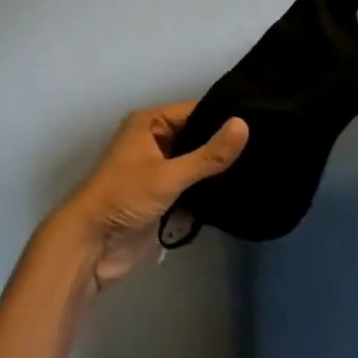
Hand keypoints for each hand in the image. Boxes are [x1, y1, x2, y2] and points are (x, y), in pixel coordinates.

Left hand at [48, 103, 248, 289]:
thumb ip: (208, 155)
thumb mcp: (168, 174)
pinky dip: (208, 193)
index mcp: (149, 124)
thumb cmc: (124, 198)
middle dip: (223, 145)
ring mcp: (158, 171)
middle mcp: (153, 142)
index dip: (224, 116)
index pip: (195, 111)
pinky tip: (240, 193)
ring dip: (216, 171)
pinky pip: (191, 189)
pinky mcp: (162, 198)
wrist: (90, 246)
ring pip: (195, 164)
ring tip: (260, 168)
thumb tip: (244, 125)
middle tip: (267, 147)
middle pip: (196, 137)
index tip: (261, 119)